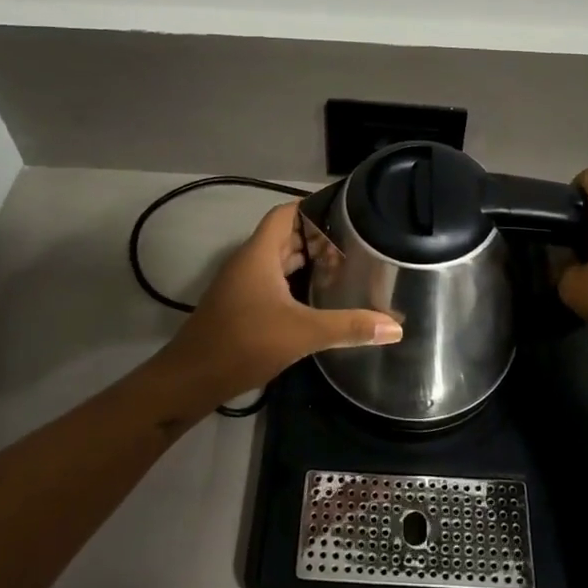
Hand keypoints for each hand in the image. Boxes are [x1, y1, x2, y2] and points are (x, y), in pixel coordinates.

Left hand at [159, 202, 402, 405]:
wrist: (191, 380)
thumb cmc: (243, 343)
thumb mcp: (301, 333)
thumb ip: (348, 327)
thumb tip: (395, 328)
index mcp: (259, 254)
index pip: (286, 213)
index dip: (314, 207)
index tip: (348, 211)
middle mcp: (249, 262)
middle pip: (286, 236)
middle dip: (319, 237)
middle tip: (358, 241)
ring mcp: (243, 285)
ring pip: (280, 261)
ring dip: (308, 262)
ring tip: (346, 266)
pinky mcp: (242, 306)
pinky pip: (274, 282)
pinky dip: (297, 283)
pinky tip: (320, 298)